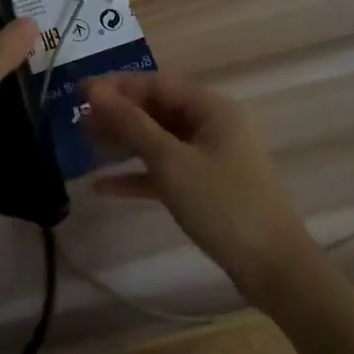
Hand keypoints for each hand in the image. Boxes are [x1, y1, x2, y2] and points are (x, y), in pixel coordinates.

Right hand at [83, 71, 308, 297]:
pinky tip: (103, 186)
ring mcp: (212, 156)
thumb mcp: (170, 161)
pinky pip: (167, 169)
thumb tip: (93, 89)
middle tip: (78, 122)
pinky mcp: (208, 186)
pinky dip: (139, 174)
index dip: (117, 85)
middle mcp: (213, 124)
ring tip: (84, 145)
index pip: (156, 82)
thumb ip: (130, 123)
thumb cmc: (223, 205)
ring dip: (124, 143)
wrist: (276, 271)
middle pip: (157, 109)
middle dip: (118, 115)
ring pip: (159, 139)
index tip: (79, 93)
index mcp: (212, 107)